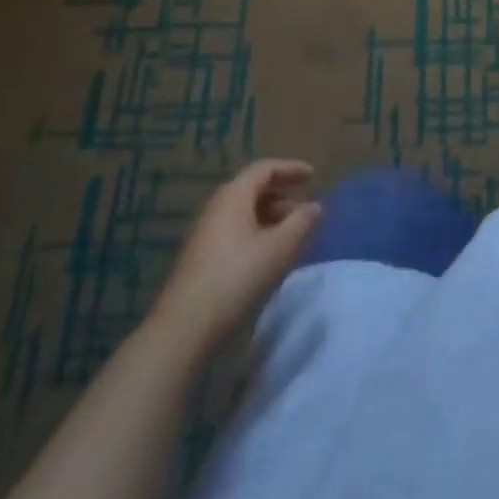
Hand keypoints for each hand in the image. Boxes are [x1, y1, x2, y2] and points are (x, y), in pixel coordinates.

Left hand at [153, 160, 321, 350]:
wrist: (183, 329)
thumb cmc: (236, 279)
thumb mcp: (278, 249)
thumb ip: (301, 223)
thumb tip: (315, 206)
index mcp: (234, 195)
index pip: (265, 168)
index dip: (291, 169)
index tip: (313, 176)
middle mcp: (217, 206)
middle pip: (254, 188)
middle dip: (283, 195)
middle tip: (305, 209)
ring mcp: (206, 232)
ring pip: (245, 211)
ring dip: (271, 216)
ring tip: (292, 235)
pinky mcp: (202, 256)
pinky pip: (236, 230)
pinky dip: (258, 232)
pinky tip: (269, 255)